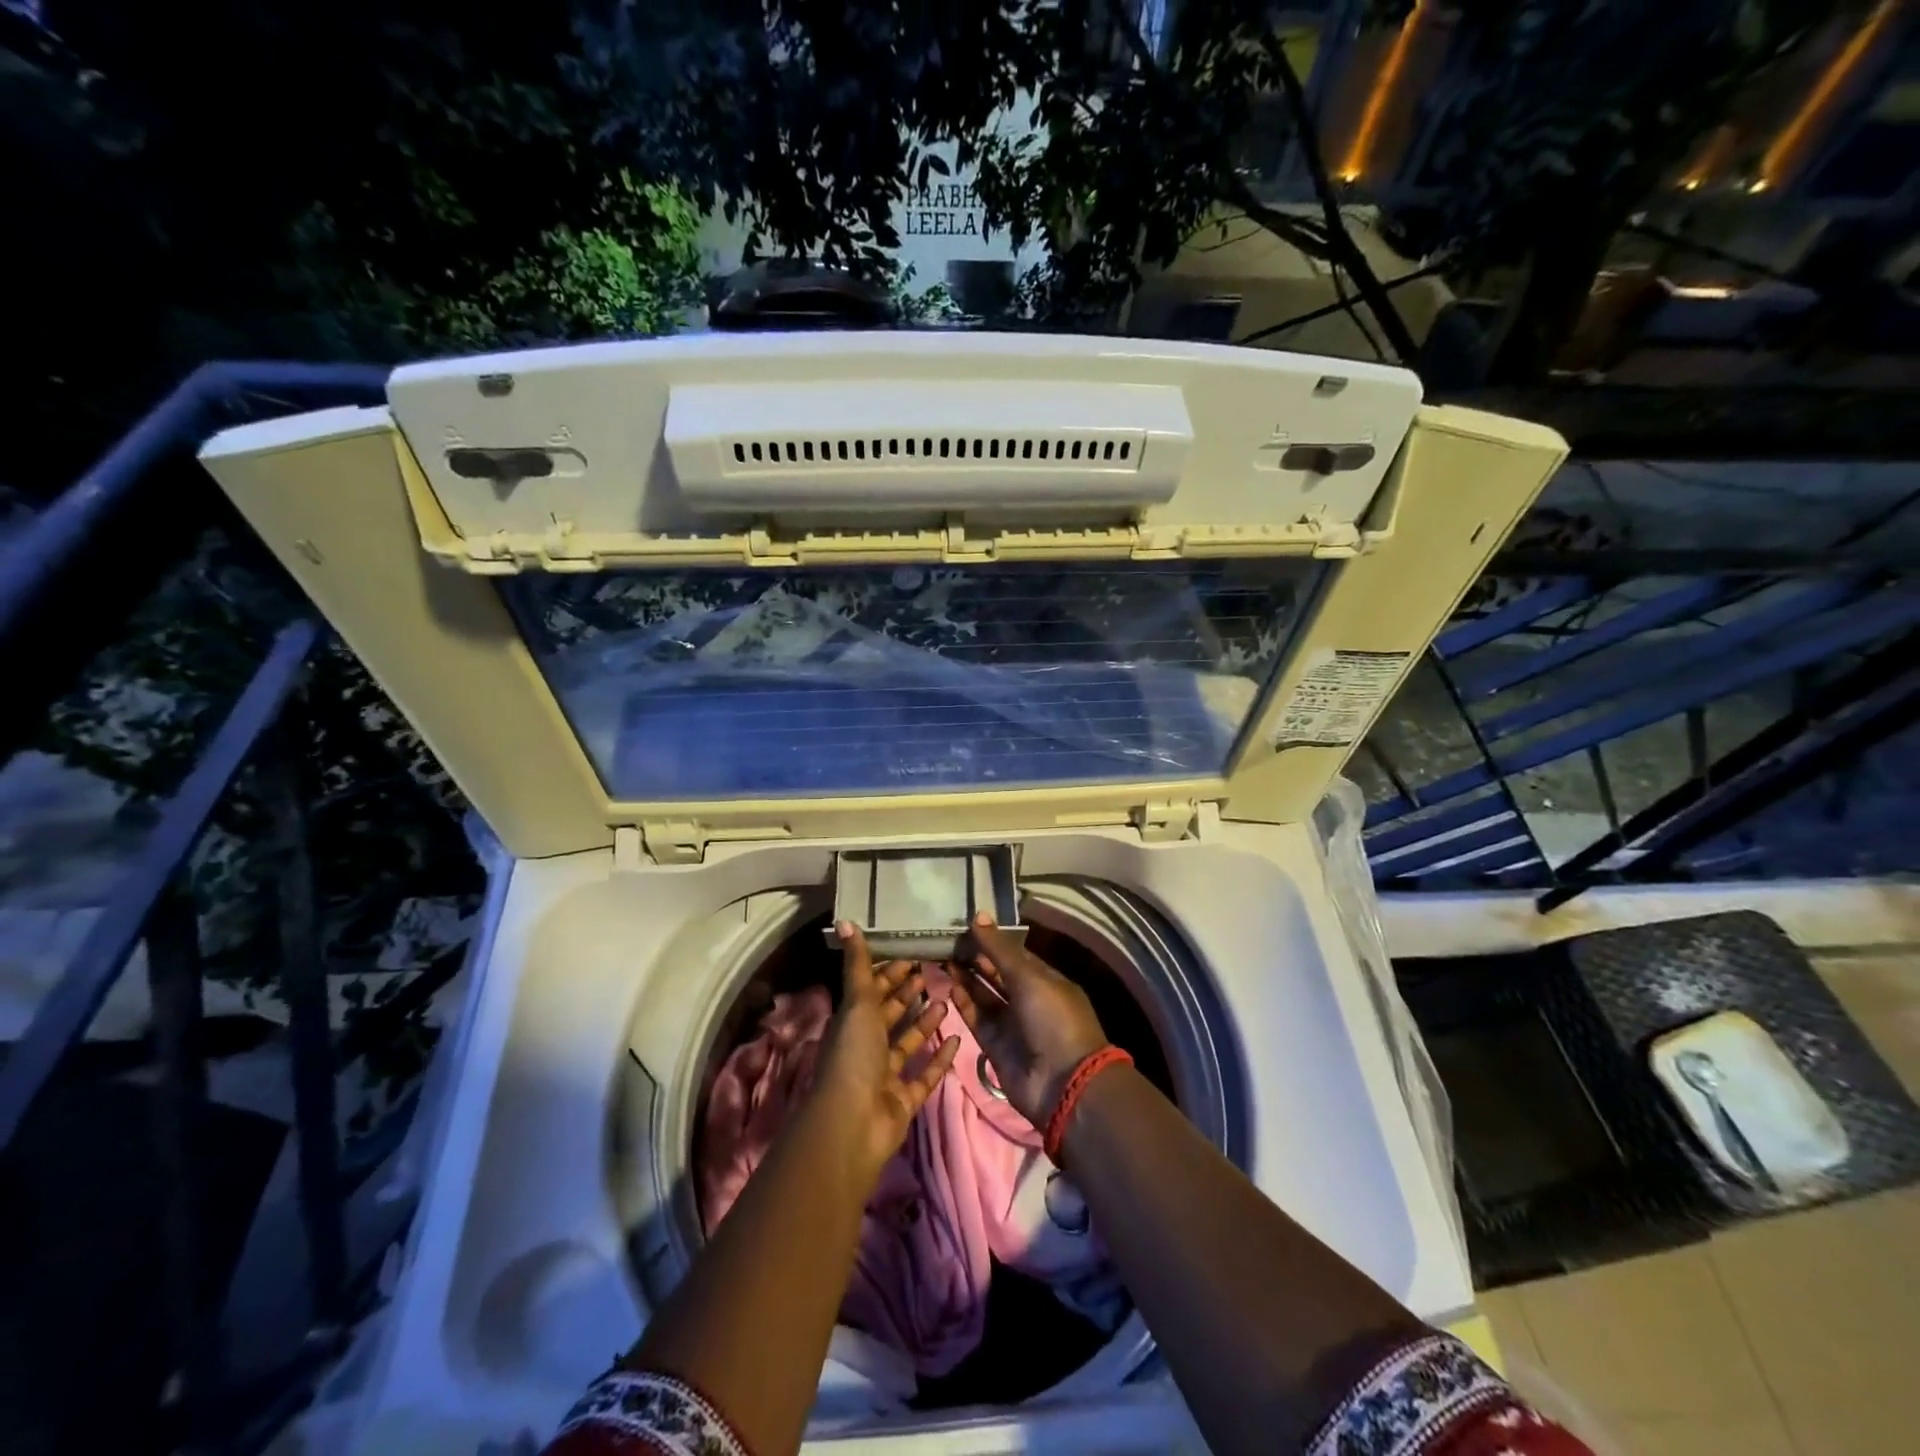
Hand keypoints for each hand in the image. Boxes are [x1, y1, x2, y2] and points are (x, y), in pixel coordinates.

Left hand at [809, 923, 960, 1178]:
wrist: (853, 1123)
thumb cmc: (853, 1055)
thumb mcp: (857, 1003)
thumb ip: (857, 964)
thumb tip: (844, 920)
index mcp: (852, 1022)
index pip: (872, 990)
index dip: (890, 972)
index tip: (914, 953)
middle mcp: (867, 1046)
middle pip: (890, 1014)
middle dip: (909, 993)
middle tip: (935, 971)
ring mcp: (886, 1075)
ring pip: (908, 1043)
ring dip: (926, 1022)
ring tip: (949, 998)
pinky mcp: (904, 1100)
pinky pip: (925, 1075)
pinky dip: (939, 1058)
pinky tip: (959, 1040)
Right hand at [949, 913, 1109, 1125]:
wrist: (1063, 1083)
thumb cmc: (1053, 1018)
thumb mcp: (1029, 977)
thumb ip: (999, 950)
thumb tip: (978, 915)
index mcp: (1045, 980)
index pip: (1014, 955)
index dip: (991, 941)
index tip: (965, 926)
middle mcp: (1028, 999)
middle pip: (996, 974)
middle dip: (975, 959)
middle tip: (946, 940)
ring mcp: (1012, 1024)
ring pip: (984, 996)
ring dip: (966, 978)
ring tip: (942, 957)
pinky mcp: (995, 1046)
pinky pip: (977, 1019)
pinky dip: (965, 1003)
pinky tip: (949, 984)